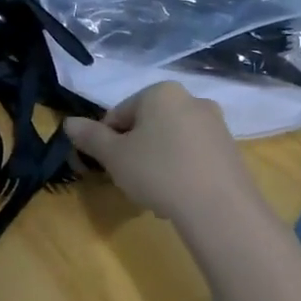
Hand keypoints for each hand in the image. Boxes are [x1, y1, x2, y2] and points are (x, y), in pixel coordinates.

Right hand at [64, 82, 265, 225]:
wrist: (220, 208)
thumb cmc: (158, 172)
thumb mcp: (114, 156)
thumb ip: (90, 136)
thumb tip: (68, 123)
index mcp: (161, 93)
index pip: (119, 113)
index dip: (107, 140)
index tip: (109, 165)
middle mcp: (192, 100)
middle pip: (147, 125)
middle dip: (134, 150)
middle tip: (130, 179)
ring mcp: (216, 125)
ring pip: (170, 142)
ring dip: (156, 162)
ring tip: (154, 193)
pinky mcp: (231, 151)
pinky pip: (193, 156)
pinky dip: (180, 171)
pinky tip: (177, 196)